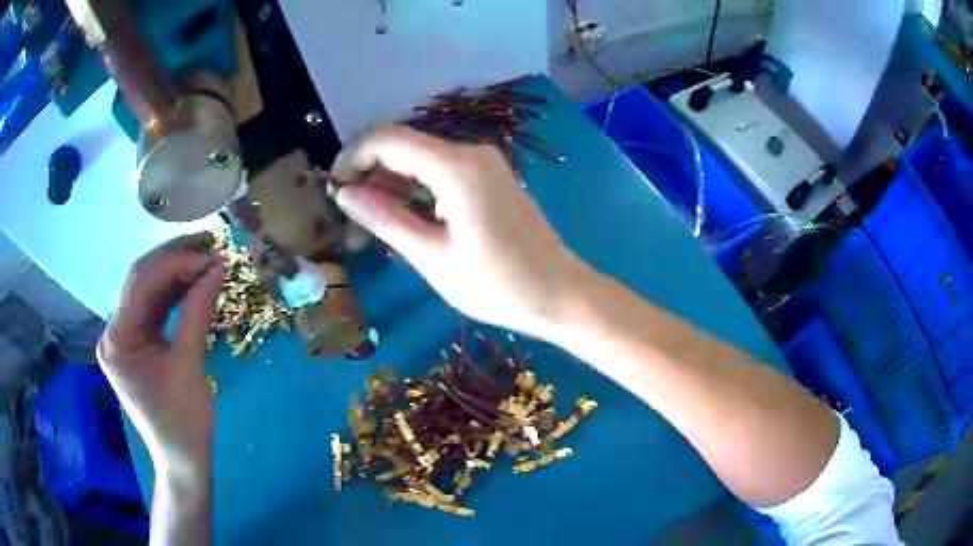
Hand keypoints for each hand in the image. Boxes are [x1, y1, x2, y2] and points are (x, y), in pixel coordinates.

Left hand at [98, 233, 224, 483]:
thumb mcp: (190, 365)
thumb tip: (217, 267)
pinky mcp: (136, 344)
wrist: (183, 460)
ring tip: (206, 258)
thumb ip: (198, 311)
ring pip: (147, 292)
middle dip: (174, 260)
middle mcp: (114, 333)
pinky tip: (194, 282)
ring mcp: (124, 338)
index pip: (140, 284)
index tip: (209, 255)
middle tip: (208, 246)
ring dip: (176, 274)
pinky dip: (174, 295)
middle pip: (141, 282)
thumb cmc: (184, 421)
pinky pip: (153, 310)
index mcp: (117, 340)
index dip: (174, 263)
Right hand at [332, 126, 590, 338]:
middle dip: (369, 175)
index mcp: (456, 167)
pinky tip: (402, 219)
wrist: (562, 294)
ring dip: (390, 185)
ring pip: (421, 161)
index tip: (333, 190)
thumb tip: (345, 194)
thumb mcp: (433, 257)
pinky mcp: (490, 179)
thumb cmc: (499, 285)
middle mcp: (470, 153)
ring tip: (369, 226)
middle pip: (404, 148)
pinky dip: (416, 190)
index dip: (353, 158)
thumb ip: (386, 219)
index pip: (387, 140)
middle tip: (349, 220)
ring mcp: (484, 164)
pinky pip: (441, 173)